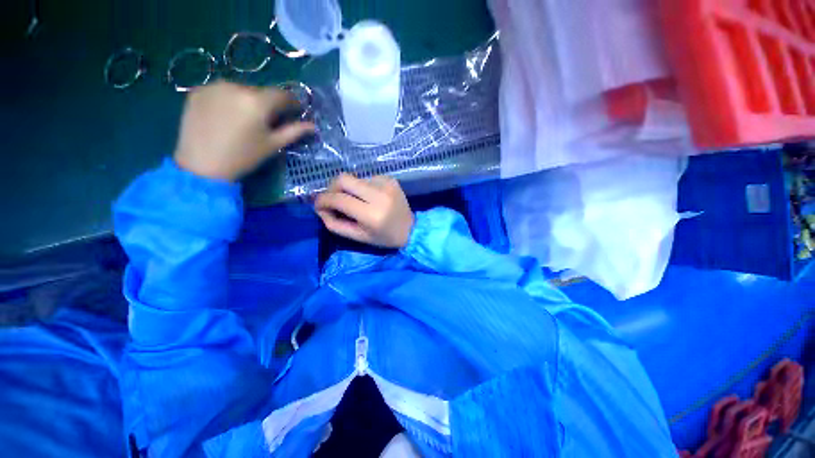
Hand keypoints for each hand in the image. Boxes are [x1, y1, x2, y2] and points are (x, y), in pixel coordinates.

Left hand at [174, 81, 313, 180]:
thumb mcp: (273, 145)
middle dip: (267, 104)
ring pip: (239, 90)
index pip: (282, 94)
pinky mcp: (197, 91)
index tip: (295, 110)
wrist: (201, 165)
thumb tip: (313, 126)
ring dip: (246, 101)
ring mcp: (213, 86)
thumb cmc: (243, 157)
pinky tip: (224, 116)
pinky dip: (227, 100)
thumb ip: (294, 132)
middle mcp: (235, 86)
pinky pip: (220, 91)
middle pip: (260, 91)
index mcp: (257, 101)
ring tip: (243, 120)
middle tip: (267, 120)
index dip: (291, 102)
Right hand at [315, 174, 414, 247]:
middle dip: (331, 188)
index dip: (323, 200)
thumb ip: (335, 224)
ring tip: (355, 202)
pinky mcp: (390, 179)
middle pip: (343, 179)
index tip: (318, 205)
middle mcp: (379, 195)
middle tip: (332, 199)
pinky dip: (361, 187)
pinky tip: (368, 198)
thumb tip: (320, 207)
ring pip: (354, 178)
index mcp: (372, 214)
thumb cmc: (384, 237)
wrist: (411, 229)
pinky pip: (366, 178)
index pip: (339, 199)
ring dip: (348, 189)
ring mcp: (386, 184)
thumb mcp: (358, 237)